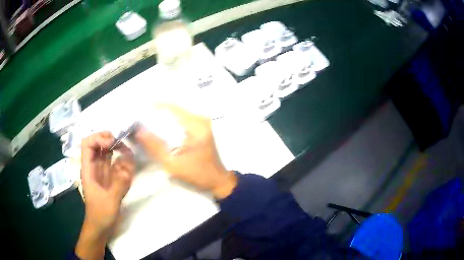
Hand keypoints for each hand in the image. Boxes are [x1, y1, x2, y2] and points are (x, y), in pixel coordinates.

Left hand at [76, 132, 134, 259]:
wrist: (101, 227)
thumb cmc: (100, 214)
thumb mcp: (110, 201)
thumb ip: (119, 184)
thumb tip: (128, 167)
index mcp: (88, 169)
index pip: (88, 144)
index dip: (98, 138)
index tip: (112, 143)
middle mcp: (94, 167)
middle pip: (98, 143)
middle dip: (109, 139)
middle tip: (123, 143)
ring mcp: (102, 172)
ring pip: (107, 152)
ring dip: (118, 148)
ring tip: (129, 152)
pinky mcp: (110, 178)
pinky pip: (115, 163)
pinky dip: (123, 161)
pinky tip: (130, 164)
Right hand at [135, 104, 236, 198]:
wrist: (218, 181)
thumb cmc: (197, 174)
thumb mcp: (173, 164)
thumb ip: (155, 147)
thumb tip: (138, 131)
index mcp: (196, 125)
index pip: (171, 108)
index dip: (154, 107)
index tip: (139, 111)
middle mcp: (200, 119)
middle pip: (174, 109)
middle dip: (156, 113)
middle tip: (140, 119)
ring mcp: (202, 122)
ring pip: (177, 114)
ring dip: (162, 117)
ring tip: (147, 123)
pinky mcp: (201, 128)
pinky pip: (182, 120)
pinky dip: (170, 123)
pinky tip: (159, 129)